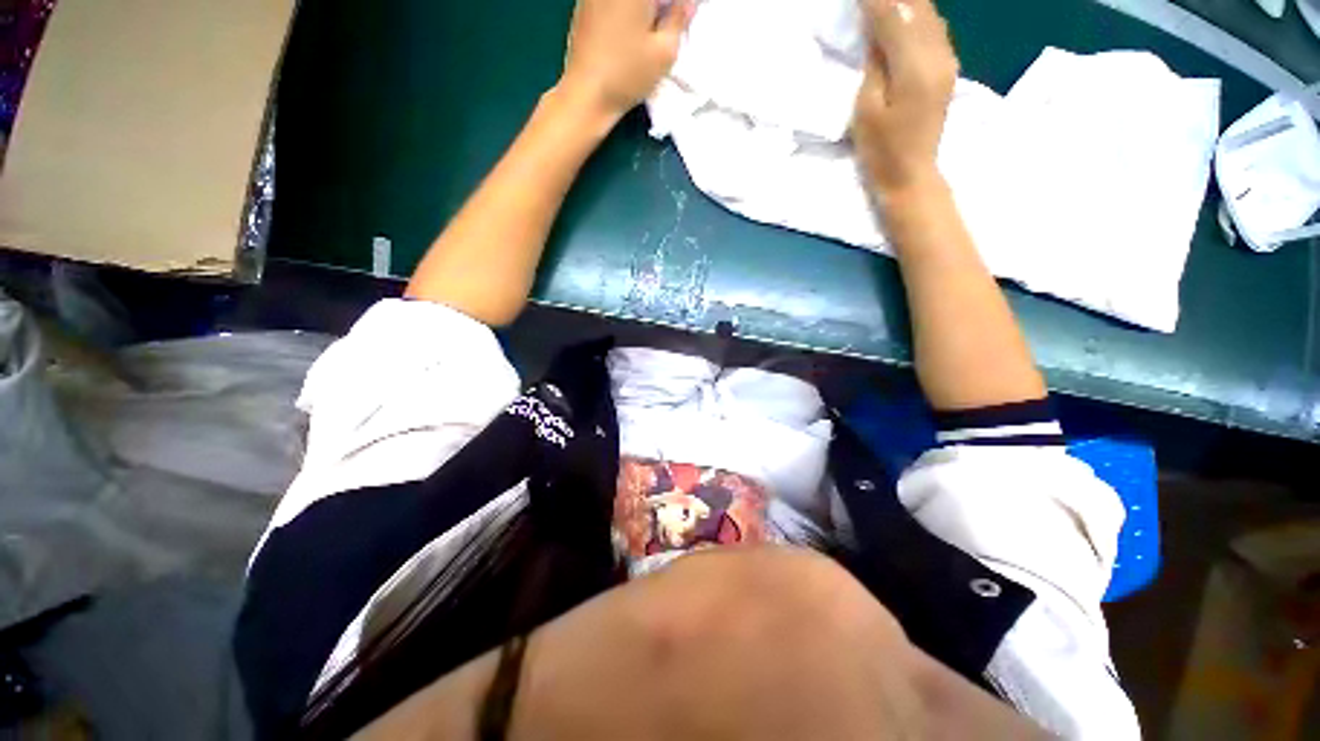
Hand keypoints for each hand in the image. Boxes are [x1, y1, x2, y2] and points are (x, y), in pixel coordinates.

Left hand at [560, 0, 693, 120]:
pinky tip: (631, 29)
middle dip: (662, 5)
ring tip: (655, 25)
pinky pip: (613, 2)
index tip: (683, 13)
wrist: (585, 94)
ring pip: (630, 1)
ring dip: (647, 9)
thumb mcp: (665, 51)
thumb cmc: (627, 75)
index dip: (678, 4)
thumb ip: (680, 18)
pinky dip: (627, 10)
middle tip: (672, 19)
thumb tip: (688, 2)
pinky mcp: (585, 4)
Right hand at [852, 0, 958, 196]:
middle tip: (868, 0)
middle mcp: (938, 54)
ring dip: (906, 3)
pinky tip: (903, 15)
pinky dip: (916, 15)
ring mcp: (947, 59)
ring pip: (929, 13)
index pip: (893, 15)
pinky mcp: (947, 67)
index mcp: (914, 66)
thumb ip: (875, 63)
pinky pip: (934, 27)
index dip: (873, 0)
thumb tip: (878, 31)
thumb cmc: (881, 151)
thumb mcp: (866, 109)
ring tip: (882, 4)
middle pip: (917, 6)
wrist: (911, 175)